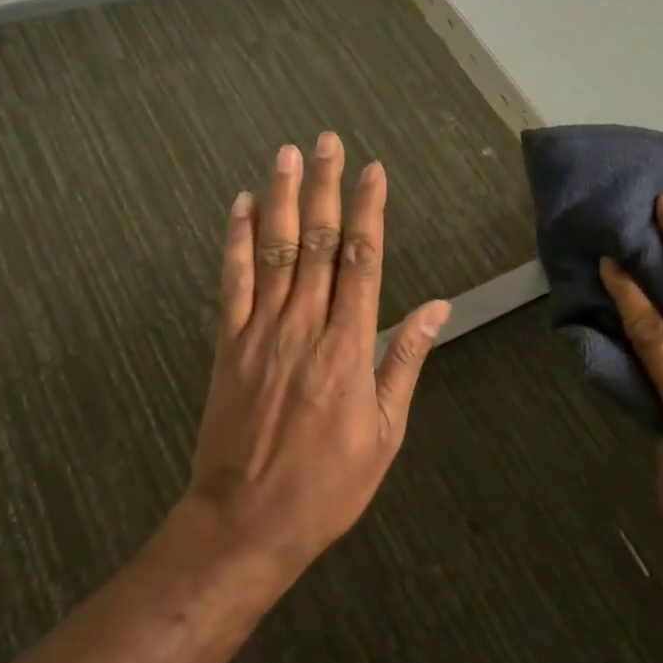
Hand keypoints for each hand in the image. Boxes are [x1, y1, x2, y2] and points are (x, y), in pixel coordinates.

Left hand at [184, 133, 450, 580]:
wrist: (247, 520)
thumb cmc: (328, 484)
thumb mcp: (386, 431)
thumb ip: (405, 361)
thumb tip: (435, 308)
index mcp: (349, 348)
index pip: (363, 262)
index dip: (368, 212)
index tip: (373, 172)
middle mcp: (305, 326)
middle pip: (316, 243)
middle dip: (325, 188)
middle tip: (327, 142)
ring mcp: (260, 332)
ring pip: (273, 251)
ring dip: (280, 198)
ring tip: (286, 154)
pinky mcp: (227, 345)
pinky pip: (232, 282)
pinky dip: (236, 241)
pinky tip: (240, 207)